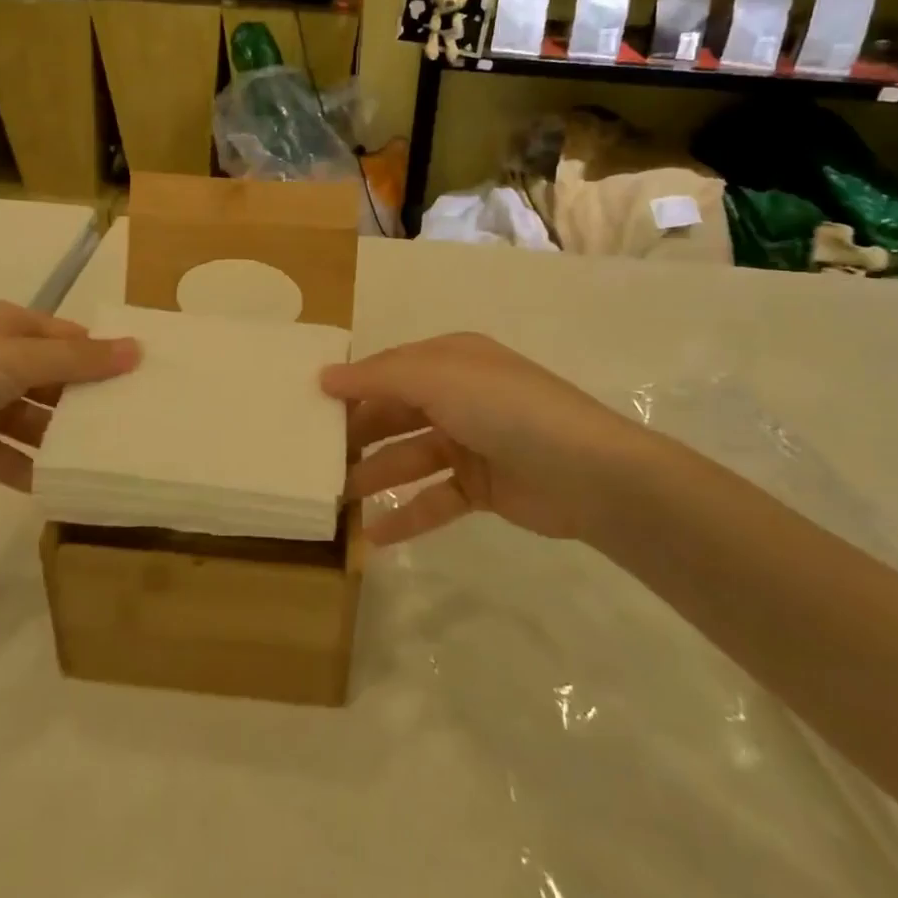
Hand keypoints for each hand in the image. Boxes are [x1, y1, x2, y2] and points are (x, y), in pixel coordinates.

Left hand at [0, 301, 139, 503]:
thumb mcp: (16, 360)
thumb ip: (78, 360)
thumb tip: (138, 349)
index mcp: (4, 326)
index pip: (66, 338)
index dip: (102, 356)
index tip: (142, 380)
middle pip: (53, 379)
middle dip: (86, 400)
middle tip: (131, 424)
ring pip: (34, 419)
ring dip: (60, 438)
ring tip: (104, 459)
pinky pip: (8, 454)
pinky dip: (30, 468)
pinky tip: (60, 486)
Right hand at [323, 332, 659, 545]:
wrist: (590, 473)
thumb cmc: (506, 410)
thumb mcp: (439, 379)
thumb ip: (379, 377)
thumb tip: (325, 376)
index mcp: (451, 360)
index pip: (388, 369)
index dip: (350, 386)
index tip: (307, 406)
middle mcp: (458, 396)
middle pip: (395, 413)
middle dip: (358, 434)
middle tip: (315, 458)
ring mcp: (471, 443)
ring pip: (410, 457)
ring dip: (375, 475)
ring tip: (337, 499)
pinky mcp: (482, 487)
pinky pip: (434, 498)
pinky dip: (406, 514)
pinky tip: (373, 537)